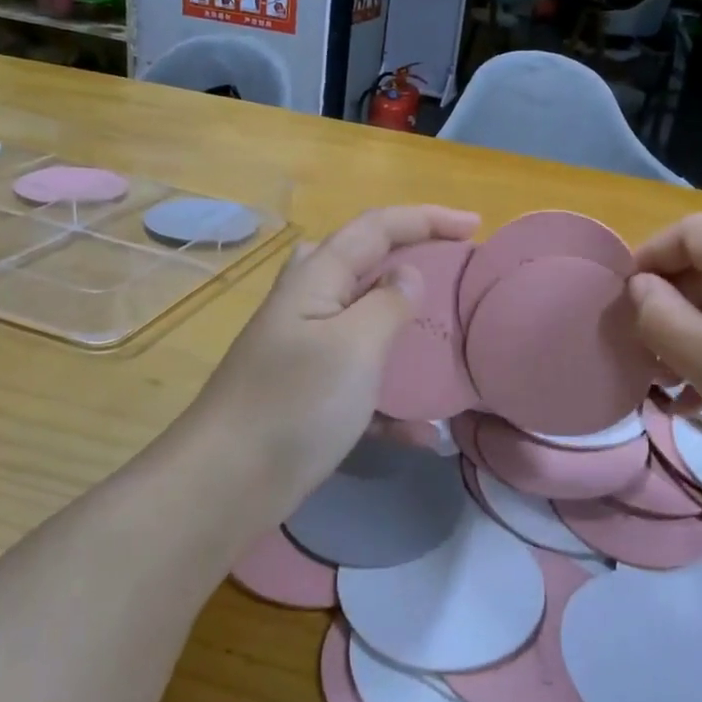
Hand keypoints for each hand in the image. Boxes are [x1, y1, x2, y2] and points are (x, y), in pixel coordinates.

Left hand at [181, 205, 478, 530]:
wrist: (226, 484)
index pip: (376, 227)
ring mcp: (305, 352)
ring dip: (403, 326)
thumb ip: (388, 303)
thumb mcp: (354, 346)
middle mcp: (308, 306)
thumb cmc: (295, 404)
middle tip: (449, 270)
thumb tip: (407, 274)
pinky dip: (392, 400)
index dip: (427, 218)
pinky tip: (423, 433)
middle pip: (361, 262)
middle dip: (408, 256)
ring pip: (362, 321)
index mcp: (317, 280)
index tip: (476, 225)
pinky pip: (360, 384)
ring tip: (443, 340)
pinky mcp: (308, 397)